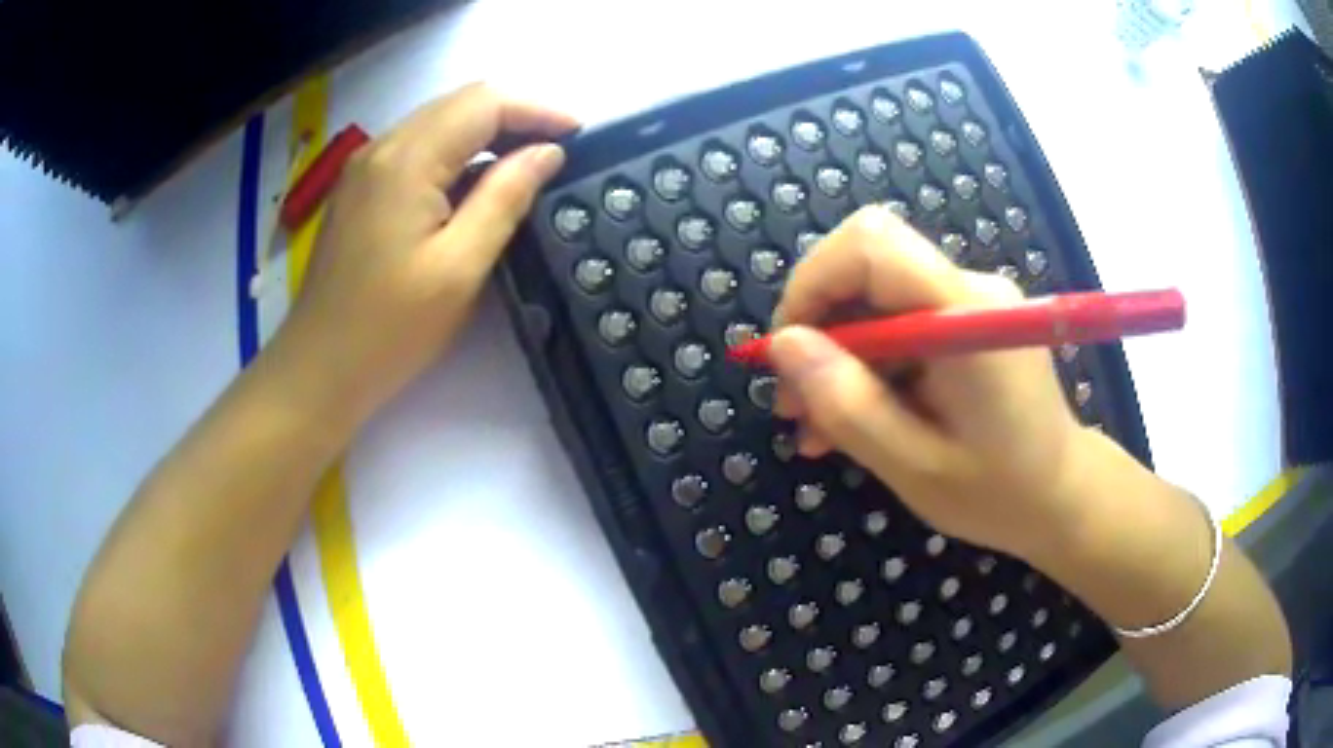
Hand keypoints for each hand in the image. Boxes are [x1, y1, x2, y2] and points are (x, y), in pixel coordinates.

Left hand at [268, 83, 578, 430]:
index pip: (483, 103)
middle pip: (459, 104)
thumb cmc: (389, 328)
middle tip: (558, 149)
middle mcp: (381, 147)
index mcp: (406, 160)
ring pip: (438, 123)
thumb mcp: (460, 268)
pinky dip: (456, 154)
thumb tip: (546, 153)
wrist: (320, 369)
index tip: (579, 133)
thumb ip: (505, 198)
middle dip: (515, 115)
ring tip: (528, 164)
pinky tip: (476, 184)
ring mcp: (365, 167)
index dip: (537, 109)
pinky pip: (417, 149)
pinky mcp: (360, 189)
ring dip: (486, 133)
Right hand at [768, 205, 1093, 559]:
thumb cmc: (1000, 493)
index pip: (872, 244)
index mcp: (966, 316)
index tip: (786, 351)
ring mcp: (971, 302)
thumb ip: (848, 404)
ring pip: (876, 299)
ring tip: (816, 427)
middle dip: (818, 328)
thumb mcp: (914, 466)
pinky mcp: (968, 321)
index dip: (813, 282)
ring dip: (838, 356)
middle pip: (867, 267)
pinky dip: (868, 365)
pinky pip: (900, 323)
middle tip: (793, 403)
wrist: (1062, 496)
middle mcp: (970, 289)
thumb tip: (782, 345)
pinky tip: (854, 418)